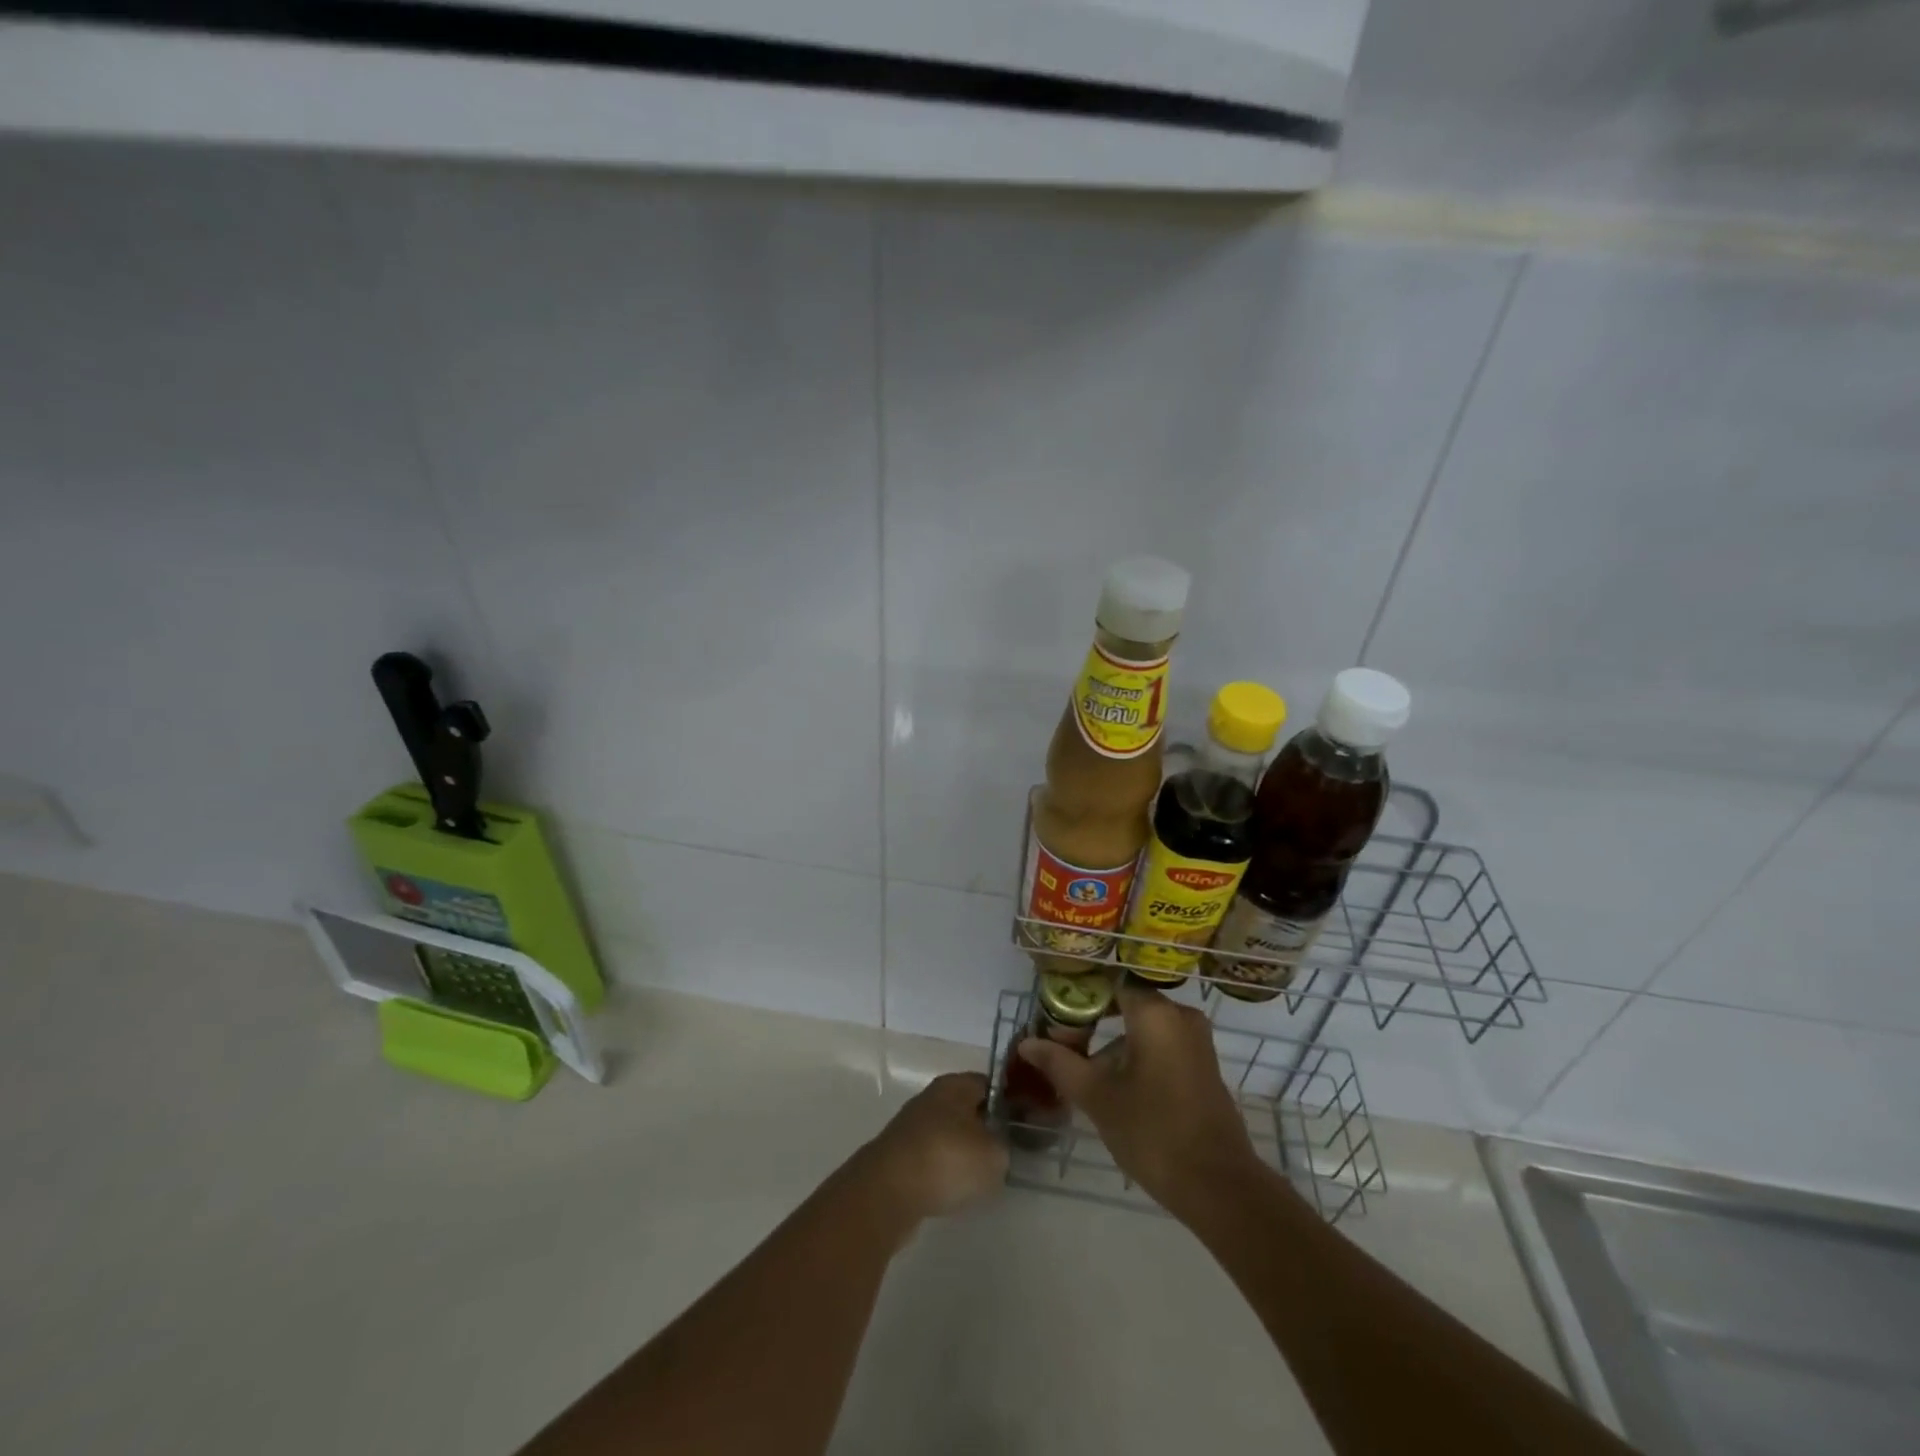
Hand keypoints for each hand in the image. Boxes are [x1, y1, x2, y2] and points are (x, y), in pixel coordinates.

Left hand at [861, 1071, 1007, 1222]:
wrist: (887, 1191)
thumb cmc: (947, 1159)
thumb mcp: (994, 1155)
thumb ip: (1005, 1146)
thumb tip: (1000, 1147)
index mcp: (956, 1085)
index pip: (990, 1084)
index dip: (1010, 1102)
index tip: (1025, 1124)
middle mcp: (932, 1097)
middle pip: (967, 1108)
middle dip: (986, 1128)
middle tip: (1007, 1151)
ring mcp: (912, 1126)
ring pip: (949, 1134)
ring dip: (964, 1151)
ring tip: (983, 1175)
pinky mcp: (899, 1155)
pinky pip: (932, 1157)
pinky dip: (944, 1171)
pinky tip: (954, 1190)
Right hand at [1017, 981, 1261, 1218]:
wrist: (1219, 1187)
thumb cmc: (1153, 1131)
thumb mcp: (1098, 1097)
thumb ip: (1060, 1063)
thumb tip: (1027, 1043)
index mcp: (1156, 1013)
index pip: (1109, 983)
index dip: (1078, 998)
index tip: (1054, 1019)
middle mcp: (1180, 1016)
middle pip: (1126, 1004)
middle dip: (1093, 1022)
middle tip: (1063, 1046)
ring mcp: (1196, 1041)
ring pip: (1144, 1027)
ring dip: (1113, 1044)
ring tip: (1083, 1072)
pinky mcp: (1203, 1066)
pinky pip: (1162, 1045)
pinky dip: (1136, 1055)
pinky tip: (1115, 1086)